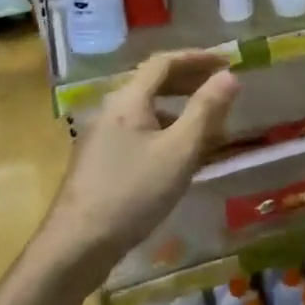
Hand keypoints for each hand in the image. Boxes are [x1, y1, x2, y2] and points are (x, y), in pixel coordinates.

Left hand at [46, 50, 238, 270]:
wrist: (75, 247)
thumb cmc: (133, 193)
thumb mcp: (179, 151)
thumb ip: (206, 110)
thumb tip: (229, 76)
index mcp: (128, 100)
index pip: (164, 63)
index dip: (197, 58)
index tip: (227, 62)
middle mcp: (111, 111)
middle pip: (153, 83)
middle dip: (189, 81)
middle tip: (220, 88)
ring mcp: (100, 138)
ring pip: (146, 111)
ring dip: (178, 110)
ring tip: (207, 126)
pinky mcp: (98, 163)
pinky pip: (138, 133)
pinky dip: (164, 132)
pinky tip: (178, 158)